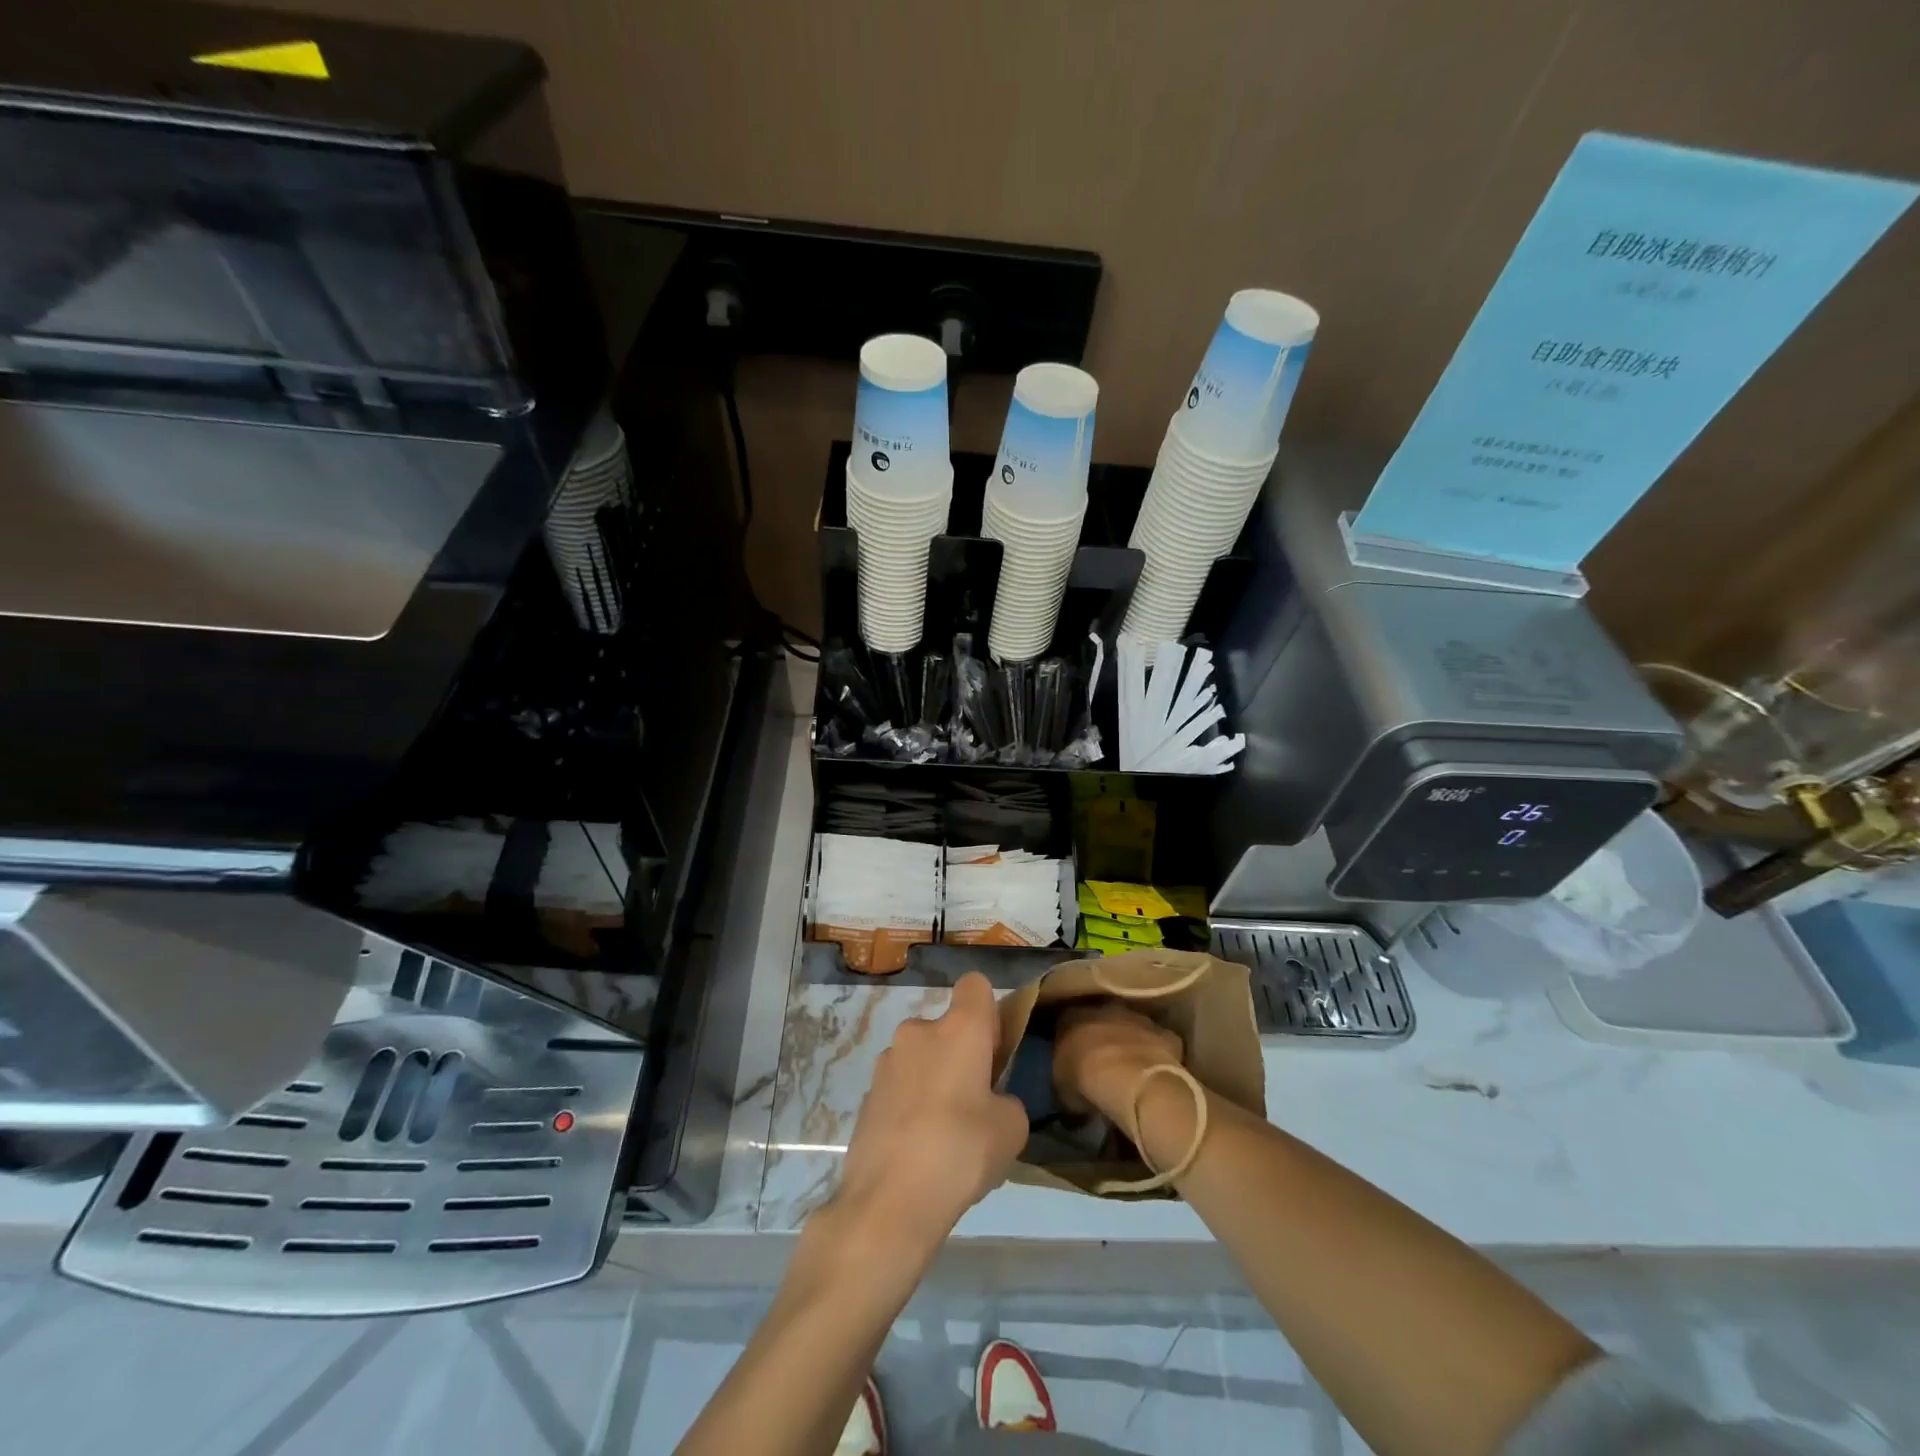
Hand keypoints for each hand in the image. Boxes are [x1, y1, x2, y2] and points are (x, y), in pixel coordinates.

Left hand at [832, 972, 1028, 1258]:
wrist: (888, 1201)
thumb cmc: (961, 1151)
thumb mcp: (1012, 1128)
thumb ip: (1006, 1100)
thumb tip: (990, 1101)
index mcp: (959, 1028)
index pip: (975, 985)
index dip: (989, 1012)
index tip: (994, 1051)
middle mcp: (918, 1031)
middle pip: (946, 1027)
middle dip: (960, 1054)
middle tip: (974, 1102)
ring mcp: (886, 1062)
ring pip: (920, 1058)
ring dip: (933, 1080)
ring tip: (944, 1135)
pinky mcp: (866, 1094)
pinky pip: (899, 1088)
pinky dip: (910, 1106)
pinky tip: (918, 1150)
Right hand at [1052, 1001, 1184, 1134]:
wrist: (1130, 1080)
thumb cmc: (1085, 1080)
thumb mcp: (1061, 1086)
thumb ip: (1064, 1078)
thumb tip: (1070, 1089)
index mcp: (1072, 1016)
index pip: (1066, 1021)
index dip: (1069, 1039)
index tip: (1071, 1057)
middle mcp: (1105, 1009)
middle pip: (1102, 1019)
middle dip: (1102, 1036)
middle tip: (1101, 1062)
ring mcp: (1138, 1018)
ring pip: (1132, 1026)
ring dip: (1130, 1042)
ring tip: (1129, 1069)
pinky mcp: (1165, 1034)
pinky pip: (1159, 1042)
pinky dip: (1157, 1053)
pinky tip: (1154, 1072)